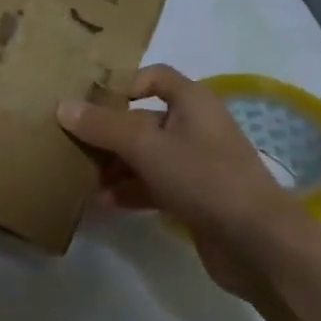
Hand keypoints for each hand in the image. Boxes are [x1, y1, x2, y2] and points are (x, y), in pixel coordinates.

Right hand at [56, 65, 298, 293]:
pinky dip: (129, 191)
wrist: (257, 243)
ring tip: (79, 179)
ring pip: (145, 156)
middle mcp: (195, 127)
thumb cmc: (205, 178)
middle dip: (107, 133)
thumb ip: (104, 126)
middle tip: (70, 145)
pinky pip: (153, 186)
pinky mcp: (194, 198)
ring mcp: (196, 165)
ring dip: (114, 166)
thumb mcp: (147, 147)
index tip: (88, 104)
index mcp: (193, 102)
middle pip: (142, 120)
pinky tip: (102, 204)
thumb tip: (62, 106)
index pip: (154, 77)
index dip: (123, 85)